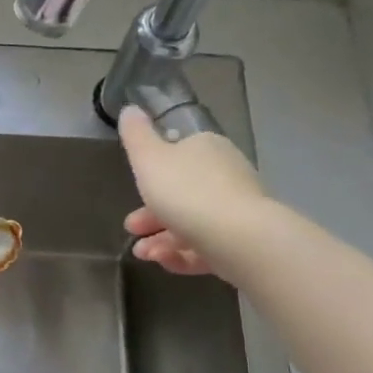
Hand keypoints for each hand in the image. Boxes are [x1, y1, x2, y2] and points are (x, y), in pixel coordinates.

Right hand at [118, 106, 270, 281]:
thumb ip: (135, 136)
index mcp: (206, 148)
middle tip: (131, 228)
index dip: (151, 175)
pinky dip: (183, 254)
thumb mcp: (148, 158)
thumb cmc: (186, 191)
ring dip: (162, 238)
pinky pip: (206, 246)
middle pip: (182, 193)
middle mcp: (225, 175)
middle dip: (151, 214)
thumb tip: (130, 109)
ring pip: (192, 222)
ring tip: (144, 254)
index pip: (177, 154)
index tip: (132, 191)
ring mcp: (236, 210)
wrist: (238, 237)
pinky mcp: (242, 242)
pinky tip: (164, 263)